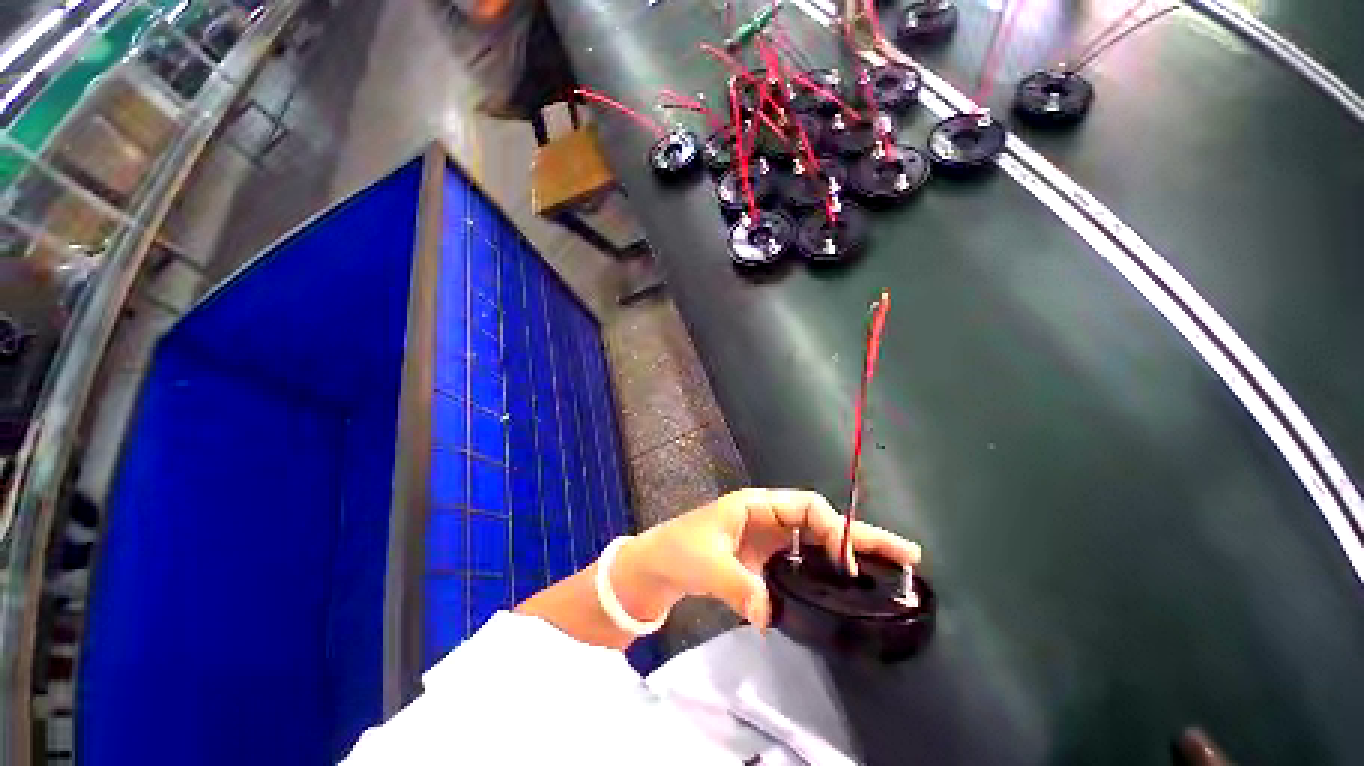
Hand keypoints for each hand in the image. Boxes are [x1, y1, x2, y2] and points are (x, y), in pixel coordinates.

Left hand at [614, 488, 921, 630]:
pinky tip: (847, 588)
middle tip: (906, 553)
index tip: (848, 562)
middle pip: (821, 522)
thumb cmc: (678, 551)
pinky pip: (803, 563)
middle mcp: (768, 519)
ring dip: (850, 555)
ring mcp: (768, 541)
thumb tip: (770, 614)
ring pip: (817, 543)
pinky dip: (827, 572)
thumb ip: (740, 586)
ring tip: (891, 571)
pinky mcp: (765, 563)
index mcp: (756, 505)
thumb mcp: (707, 563)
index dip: (832, 528)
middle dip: (860, 536)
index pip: (806, 507)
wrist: (656, 567)